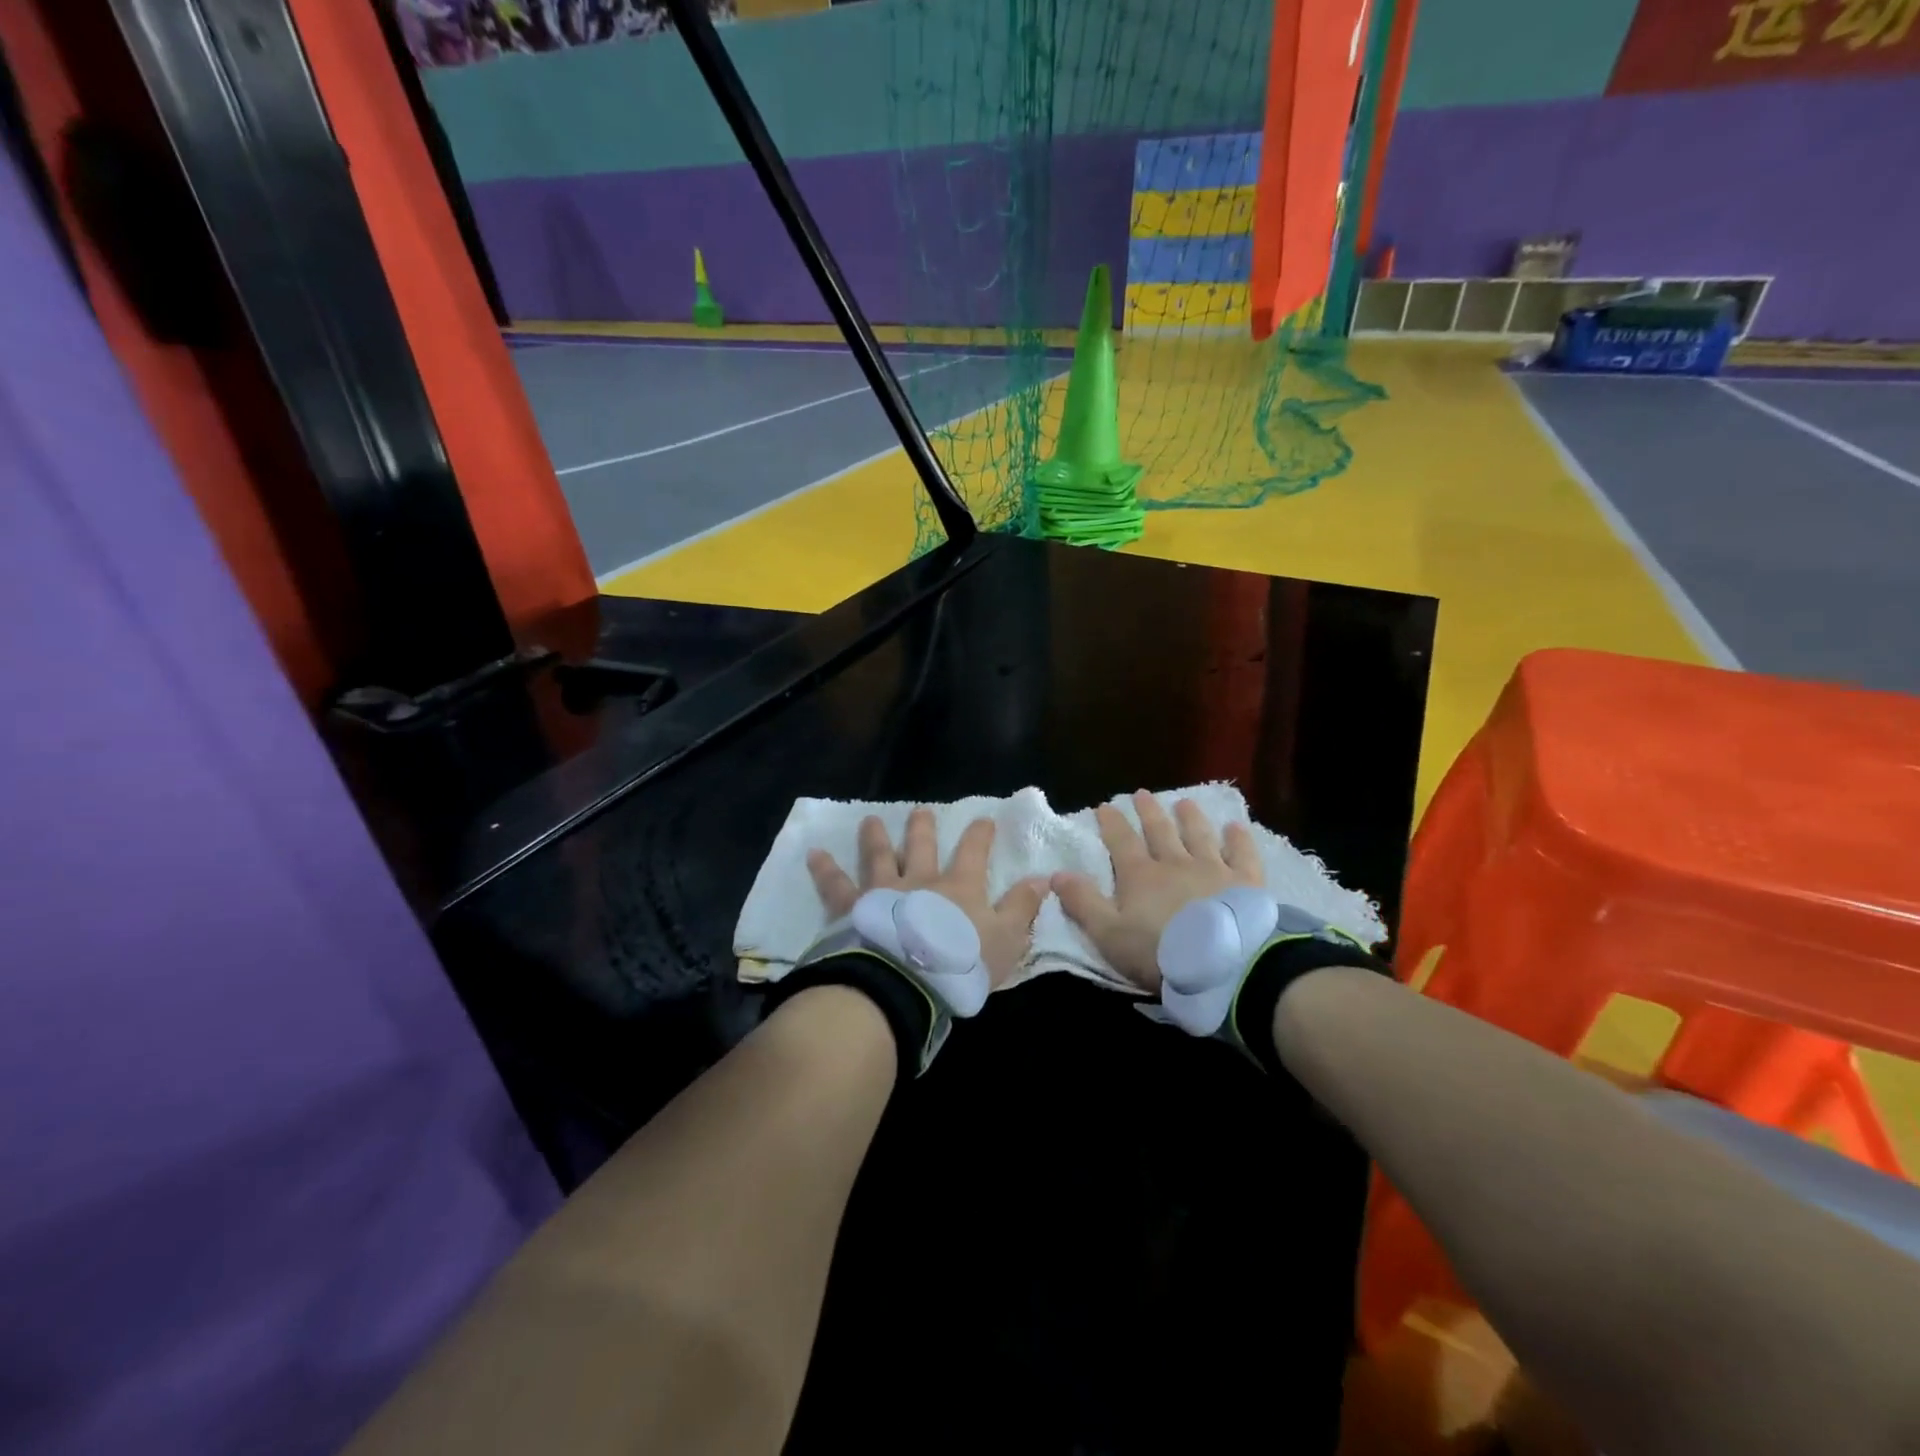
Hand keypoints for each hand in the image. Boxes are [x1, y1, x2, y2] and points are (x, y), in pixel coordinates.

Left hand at [807, 808, 1046, 988]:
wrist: (906, 982)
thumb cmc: (960, 963)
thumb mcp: (1005, 939)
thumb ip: (1022, 908)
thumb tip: (1042, 878)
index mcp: (959, 886)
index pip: (974, 851)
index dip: (980, 834)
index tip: (984, 820)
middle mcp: (920, 879)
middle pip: (921, 845)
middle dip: (923, 827)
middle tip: (920, 810)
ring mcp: (883, 891)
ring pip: (879, 856)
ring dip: (875, 837)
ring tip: (870, 820)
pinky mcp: (852, 908)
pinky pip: (835, 884)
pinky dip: (824, 868)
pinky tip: (813, 854)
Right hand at [1051, 791, 1263, 993]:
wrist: (1224, 964)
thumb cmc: (1160, 952)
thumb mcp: (1109, 934)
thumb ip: (1083, 902)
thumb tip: (1056, 873)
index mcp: (1140, 876)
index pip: (1121, 841)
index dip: (1112, 823)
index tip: (1104, 806)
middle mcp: (1175, 863)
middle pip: (1159, 832)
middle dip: (1148, 812)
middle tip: (1142, 794)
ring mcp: (1213, 869)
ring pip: (1198, 836)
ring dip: (1190, 818)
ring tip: (1184, 803)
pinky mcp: (1245, 882)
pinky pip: (1241, 854)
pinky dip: (1238, 839)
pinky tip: (1235, 827)